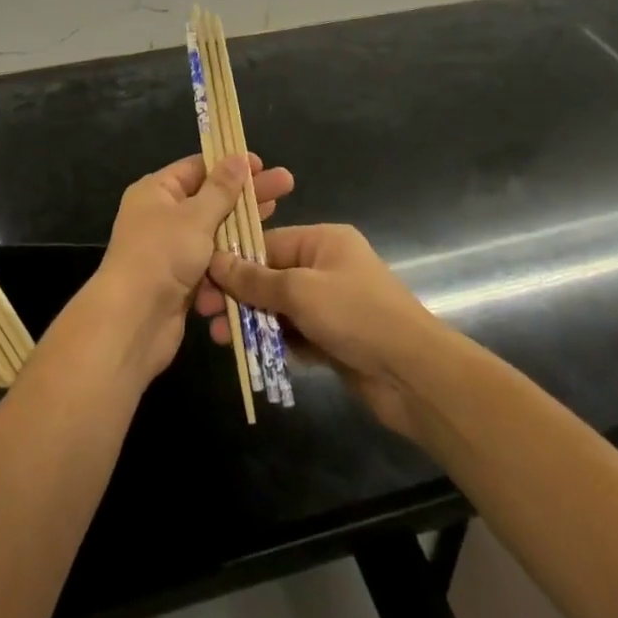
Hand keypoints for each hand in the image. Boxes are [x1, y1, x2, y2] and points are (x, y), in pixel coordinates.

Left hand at [88, 154, 294, 380]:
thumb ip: (220, 189)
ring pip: (214, 231)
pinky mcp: (181, 280)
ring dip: (242, 224)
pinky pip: (212, 261)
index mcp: (157, 191)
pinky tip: (262, 251)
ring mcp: (171, 249)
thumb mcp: (195, 216)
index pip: (197, 168)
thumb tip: (238, 157)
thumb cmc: (161, 256)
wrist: (133, 322)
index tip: (262, 165)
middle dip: (246, 193)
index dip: (230, 164)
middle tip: (286, 184)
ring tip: (279, 213)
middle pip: (210, 197)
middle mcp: (161, 215)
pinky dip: (232, 256)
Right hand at [198, 223, 442, 437]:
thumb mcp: (301, 291)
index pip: (268, 242)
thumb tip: (215, 261)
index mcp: (323, 241)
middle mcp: (326, 266)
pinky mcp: (334, 339)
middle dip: (238, 293)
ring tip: (219, 337)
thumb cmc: (357, 315)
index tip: (202, 277)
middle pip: (271, 275)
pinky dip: (273, 340)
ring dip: (251, 319)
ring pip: (279, 307)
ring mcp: (331, 304)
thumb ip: (256, 280)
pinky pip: (294, 333)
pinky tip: (247, 352)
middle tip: (204, 311)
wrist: (415, 376)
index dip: (234, 260)